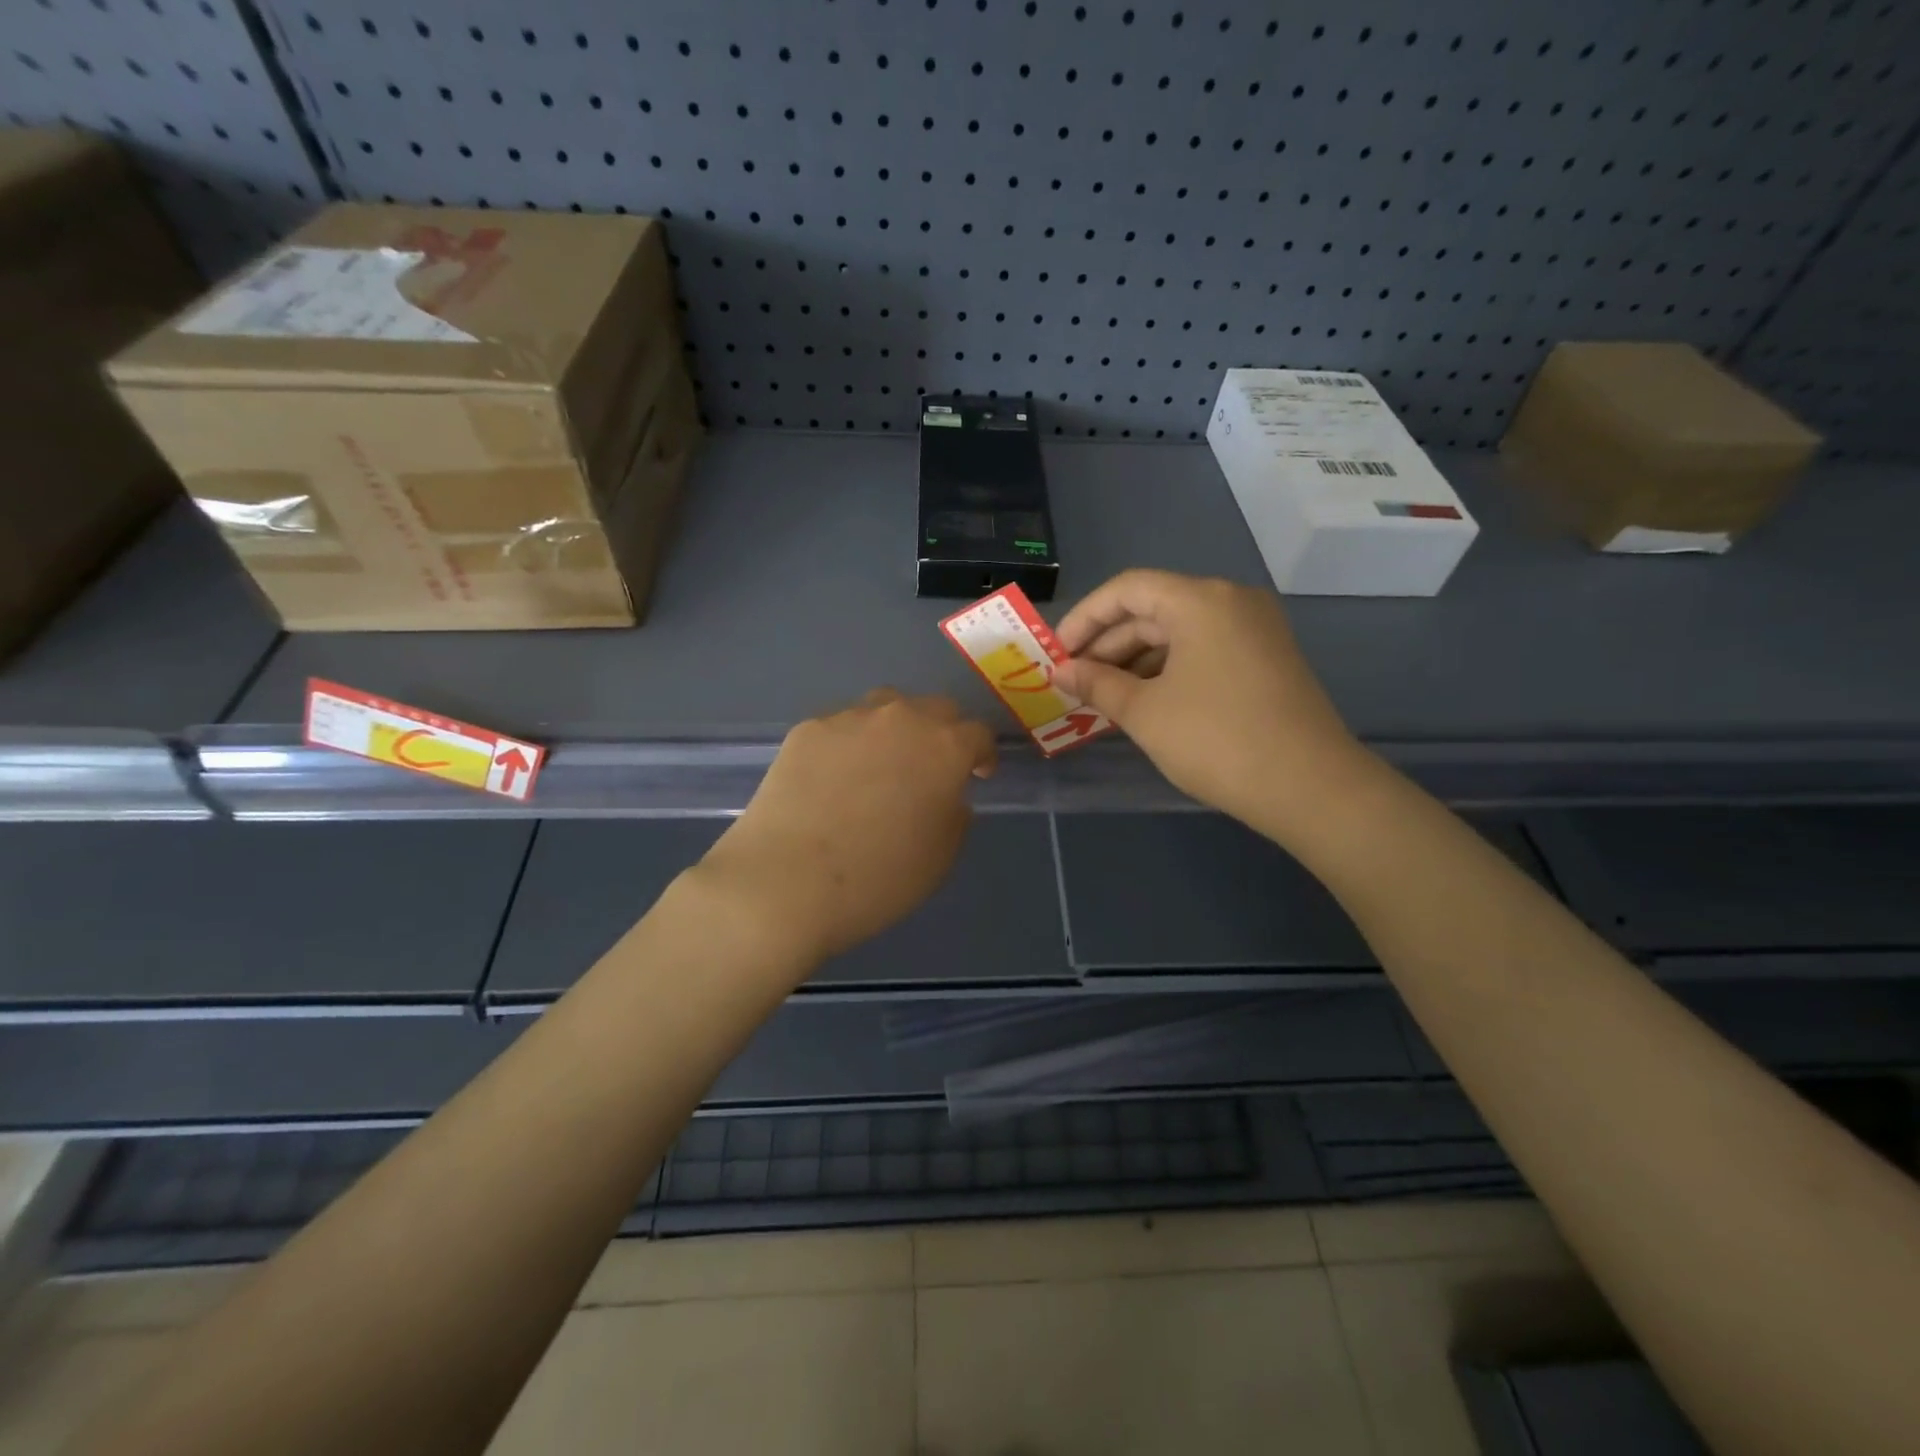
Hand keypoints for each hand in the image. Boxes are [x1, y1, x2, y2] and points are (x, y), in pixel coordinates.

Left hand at [697, 690, 996, 964]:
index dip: (982, 755)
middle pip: (935, 708)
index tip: (977, 776)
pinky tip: (835, 776)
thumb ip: (954, 814)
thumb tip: (945, 794)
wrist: (787, 882)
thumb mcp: (941, 857)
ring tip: (883, 762)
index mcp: (945, 748)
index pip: (978, 734)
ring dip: (896, 728)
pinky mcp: (807, 729)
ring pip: (886, 706)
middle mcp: (902, 719)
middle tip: (932, 767)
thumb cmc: (878, 878)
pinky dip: (850, 742)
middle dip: (943, 733)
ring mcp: (850, 718)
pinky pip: (842, 725)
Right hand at [1053, 570, 1374, 841]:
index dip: (1084, 618)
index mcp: (1200, 600)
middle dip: (1107, 644)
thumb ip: (1097, 684)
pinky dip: (1167, 669)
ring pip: (1178, 632)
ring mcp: (1254, 629)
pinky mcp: (1266, 657)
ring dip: (1135, 660)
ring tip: (1102, 697)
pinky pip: (1203, 650)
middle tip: (1074, 682)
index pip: (1126, 589)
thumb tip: (1061, 672)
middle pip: (1153, 609)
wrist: (1310, 787)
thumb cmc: (1217, 741)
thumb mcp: (1145, 713)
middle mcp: (1231, 601)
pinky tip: (1143, 701)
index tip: (1056, 654)